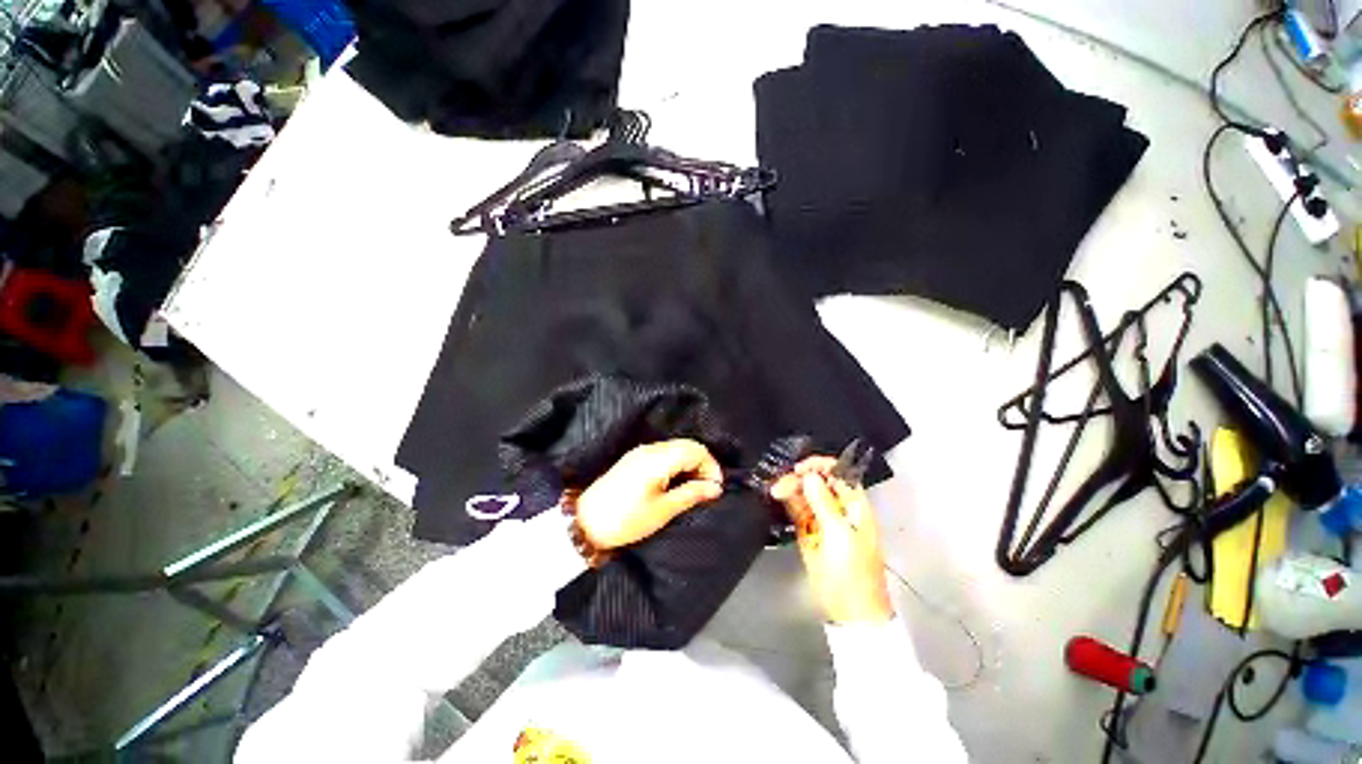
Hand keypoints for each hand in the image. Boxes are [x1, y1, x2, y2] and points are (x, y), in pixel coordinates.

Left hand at [575, 439, 723, 549]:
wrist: (585, 522)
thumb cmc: (626, 519)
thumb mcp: (663, 510)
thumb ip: (691, 494)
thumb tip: (715, 487)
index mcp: (659, 458)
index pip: (695, 450)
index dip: (711, 466)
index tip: (717, 488)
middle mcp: (651, 448)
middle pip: (687, 446)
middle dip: (703, 464)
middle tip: (708, 489)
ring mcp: (641, 451)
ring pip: (676, 448)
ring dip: (690, 463)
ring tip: (695, 488)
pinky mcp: (635, 458)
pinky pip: (664, 453)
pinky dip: (677, 464)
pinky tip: (678, 482)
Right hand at [771, 457, 892, 623]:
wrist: (849, 608)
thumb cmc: (854, 571)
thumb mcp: (840, 534)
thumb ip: (823, 503)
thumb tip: (811, 477)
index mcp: (855, 505)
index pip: (839, 473)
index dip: (821, 466)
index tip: (801, 469)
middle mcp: (838, 508)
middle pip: (819, 481)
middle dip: (801, 477)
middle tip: (783, 481)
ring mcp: (822, 519)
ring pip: (805, 493)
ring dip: (791, 488)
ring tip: (776, 489)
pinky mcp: (808, 531)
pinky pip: (797, 509)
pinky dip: (787, 501)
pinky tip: (778, 496)